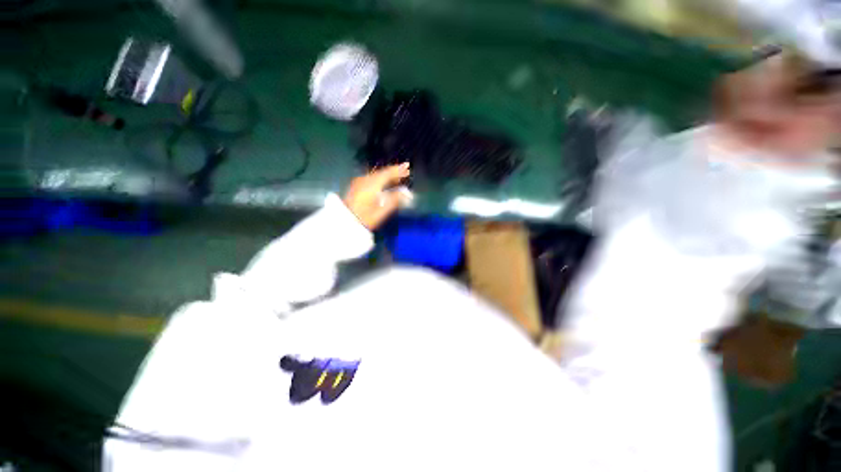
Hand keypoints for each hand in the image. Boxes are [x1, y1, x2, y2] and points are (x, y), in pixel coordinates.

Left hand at [343, 163, 411, 229]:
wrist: (344, 222)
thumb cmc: (365, 218)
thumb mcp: (382, 211)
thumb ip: (395, 200)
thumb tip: (407, 194)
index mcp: (372, 184)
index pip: (388, 172)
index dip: (399, 169)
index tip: (407, 166)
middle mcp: (365, 179)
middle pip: (382, 172)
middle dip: (394, 173)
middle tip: (405, 173)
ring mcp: (359, 182)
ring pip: (376, 175)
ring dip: (387, 176)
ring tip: (397, 179)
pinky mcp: (356, 187)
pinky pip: (371, 179)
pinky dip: (380, 180)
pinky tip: (384, 184)